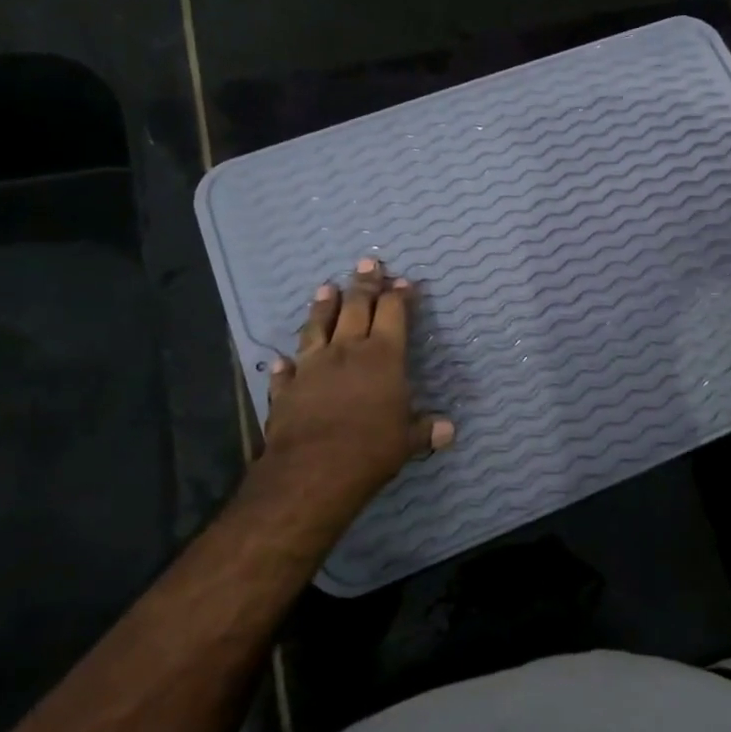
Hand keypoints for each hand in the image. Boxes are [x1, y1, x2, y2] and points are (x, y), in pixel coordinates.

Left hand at [260, 258, 453, 515]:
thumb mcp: (407, 441)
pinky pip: (286, 371)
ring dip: (323, 307)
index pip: (393, 314)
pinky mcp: (287, 388)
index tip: (404, 281)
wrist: (313, 469)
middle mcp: (347, 351)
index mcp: (383, 357)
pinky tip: (280, 359)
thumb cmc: (371, 448)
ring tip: (325, 288)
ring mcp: (312, 367)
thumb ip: (425, 430)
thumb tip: (449, 430)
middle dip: (364, 284)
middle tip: (367, 262)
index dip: (399, 296)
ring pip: (318, 327)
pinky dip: (285, 364)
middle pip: (356, 308)